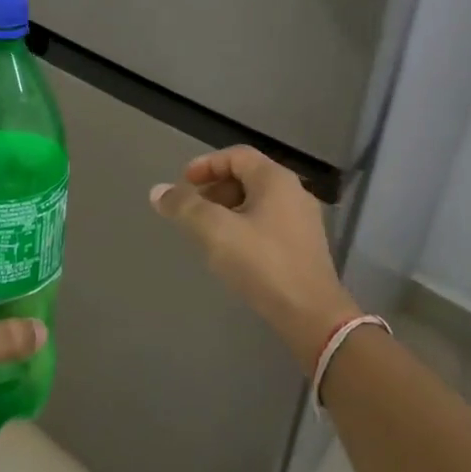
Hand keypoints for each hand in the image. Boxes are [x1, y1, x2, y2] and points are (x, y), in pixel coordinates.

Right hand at [150, 145, 360, 366]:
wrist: (312, 315)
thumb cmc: (263, 264)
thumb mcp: (215, 231)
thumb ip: (185, 207)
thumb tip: (158, 191)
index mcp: (276, 180)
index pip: (236, 156)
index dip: (206, 165)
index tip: (183, 184)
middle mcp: (293, 193)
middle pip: (247, 177)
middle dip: (214, 189)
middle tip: (191, 209)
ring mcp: (302, 221)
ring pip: (257, 202)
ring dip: (227, 210)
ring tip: (205, 231)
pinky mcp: (304, 247)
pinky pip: (267, 224)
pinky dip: (243, 227)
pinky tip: (230, 251)